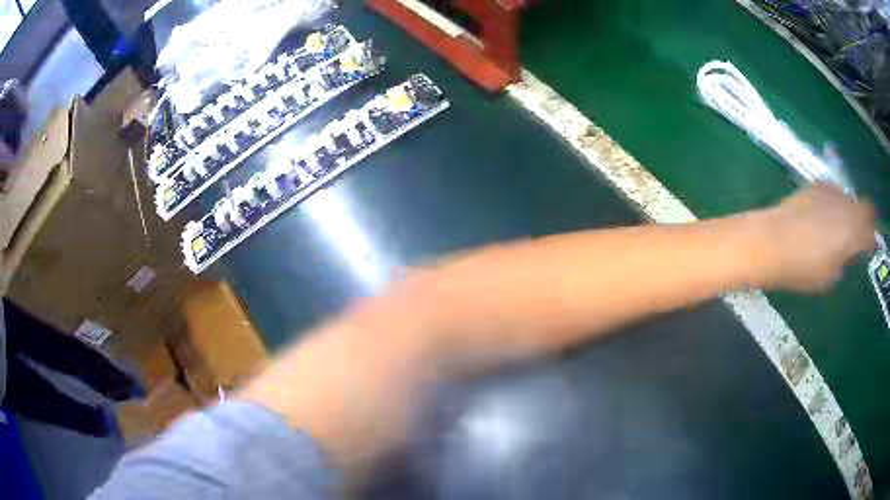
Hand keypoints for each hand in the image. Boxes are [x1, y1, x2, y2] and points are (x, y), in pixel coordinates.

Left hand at [755, 184, 876, 291]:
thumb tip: (846, 253)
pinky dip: (833, 203)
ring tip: (837, 227)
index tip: (867, 248)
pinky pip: (832, 192)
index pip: (871, 230)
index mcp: (852, 232)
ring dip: (848, 211)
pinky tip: (822, 216)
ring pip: (849, 198)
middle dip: (864, 221)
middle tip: (856, 237)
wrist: (771, 242)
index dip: (870, 239)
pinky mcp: (814, 185)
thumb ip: (843, 261)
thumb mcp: (829, 277)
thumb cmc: (801, 268)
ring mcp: (830, 192)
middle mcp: (845, 207)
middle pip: (864, 207)